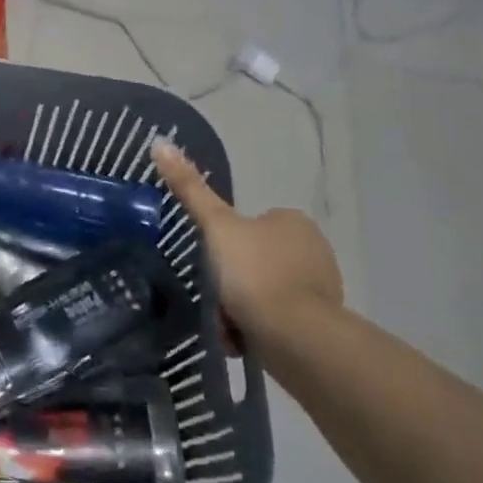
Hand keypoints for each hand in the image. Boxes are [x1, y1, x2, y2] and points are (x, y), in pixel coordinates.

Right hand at [152, 140, 341, 332]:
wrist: (296, 337)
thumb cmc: (254, 273)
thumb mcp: (216, 227)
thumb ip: (190, 189)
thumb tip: (160, 141)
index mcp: (292, 220)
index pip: (249, 225)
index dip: (225, 245)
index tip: (212, 265)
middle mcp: (313, 248)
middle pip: (253, 261)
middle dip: (232, 282)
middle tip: (216, 299)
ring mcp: (321, 287)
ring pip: (264, 292)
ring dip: (241, 309)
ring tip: (229, 326)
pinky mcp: (322, 323)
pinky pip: (278, 320)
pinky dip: (259, 329)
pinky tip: (246, 340)